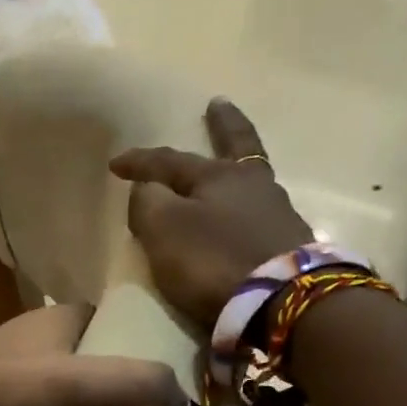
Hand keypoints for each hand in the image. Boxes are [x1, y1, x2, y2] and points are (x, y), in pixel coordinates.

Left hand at [0, 303, 198, 405]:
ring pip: (73, 393)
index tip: (176, 383)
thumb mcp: (70, 384)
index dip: (149, 348)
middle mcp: (38, 340)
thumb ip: (134, 388)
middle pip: (98, 362)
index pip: (119, 324)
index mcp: (58, 318)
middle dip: (127, 389)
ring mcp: (15, 376)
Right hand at [108, 99, 313, 329]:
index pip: (170, 160)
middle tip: (218, 105)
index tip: (114, 164)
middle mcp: (253, 184)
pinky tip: (246, 218)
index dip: (140, 162)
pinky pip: (262, 218)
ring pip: (252, 182)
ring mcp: (278, 214)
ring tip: (230, 170)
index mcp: (219, 175)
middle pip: (235, 148)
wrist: (280, 301)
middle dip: (223, 126)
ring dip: (238, 171)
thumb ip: (147, 202)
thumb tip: (147, 188)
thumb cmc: (213, 260)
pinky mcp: (291, 246)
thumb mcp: (164, 228)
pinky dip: (248, 212)